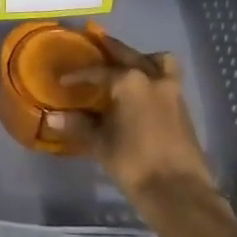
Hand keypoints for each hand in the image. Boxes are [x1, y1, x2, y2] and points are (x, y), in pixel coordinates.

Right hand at [52, 40, 216, 201]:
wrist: (179, 192)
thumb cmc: (134, 164)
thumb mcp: (101, 144)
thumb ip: (78, 126)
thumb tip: (52, 118)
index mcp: (130, 82)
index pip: (99, 72)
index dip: (79, 75)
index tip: (64, 80)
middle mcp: (153, 78)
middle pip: (130, 55)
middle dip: (112, 49)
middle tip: (98, 43)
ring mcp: (172, 91)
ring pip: (158, 62)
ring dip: (144, 58)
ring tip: (130, 66)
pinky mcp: (183, 107)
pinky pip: (167, 78)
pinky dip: (155, 76)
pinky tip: (143, 92)